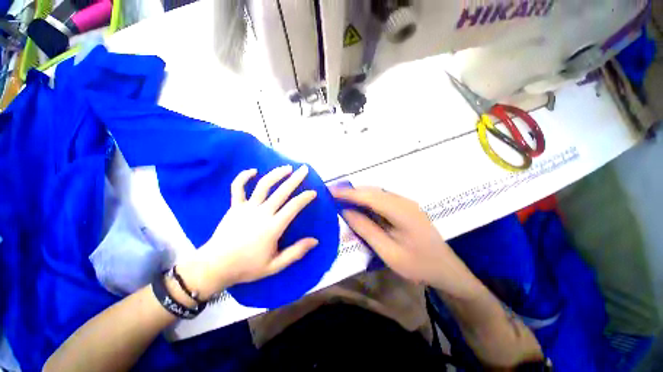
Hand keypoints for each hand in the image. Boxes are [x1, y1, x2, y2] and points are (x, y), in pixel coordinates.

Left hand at [179, 165, 318, 298]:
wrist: (215, 266)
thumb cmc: (247, 266)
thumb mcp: (275, 265)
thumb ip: (296, 252)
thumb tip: (315, 240)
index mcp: (273, 226)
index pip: (294, 206)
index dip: (305, 197)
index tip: (313, 192)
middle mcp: (262, 212)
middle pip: (282, 191)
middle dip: (296, 179)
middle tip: (304, 169)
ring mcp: (247, 207)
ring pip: (264, 185)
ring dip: (277, 174)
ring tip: (287, 168)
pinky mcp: (234, 206)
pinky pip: (238, 187)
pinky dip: (244, 177)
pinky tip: (253, 170)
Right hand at [331, 186, 482, 297]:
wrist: (447, 270)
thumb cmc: (418, 265)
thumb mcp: (388, 252)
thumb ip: (366, 229)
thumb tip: (346, 212)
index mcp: (401, 211)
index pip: (368, 196)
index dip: (348, 193)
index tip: (330, 192)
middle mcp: (403, 201)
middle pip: (372, 191)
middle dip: (351, 192)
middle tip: (332, 196)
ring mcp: (406, 203)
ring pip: (377, 193)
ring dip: (359, 195)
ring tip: (342, 200)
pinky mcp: (405, 207)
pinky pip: (382, 199)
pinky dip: (368, 200)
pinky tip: (360, 206)